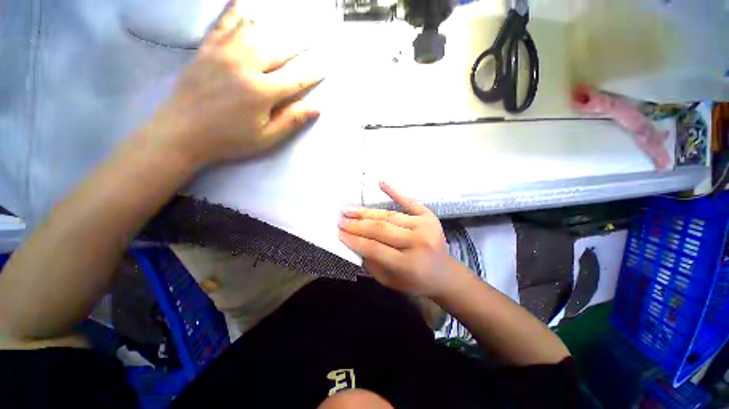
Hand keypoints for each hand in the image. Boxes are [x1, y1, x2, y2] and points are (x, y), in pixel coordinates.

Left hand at [146, 0, 323, 167]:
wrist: (181, 133)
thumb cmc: (228, 139)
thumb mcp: (265, 138)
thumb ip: (290, 121)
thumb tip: (315, 108)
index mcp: (261, 92)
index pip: (295, 80)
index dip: (311, 75)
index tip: (323, 68)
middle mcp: (244, 66)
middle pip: (278, 50)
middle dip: (298, 44)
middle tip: (311, 39)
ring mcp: (223, 54)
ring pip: (254, 31)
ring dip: (273, 26)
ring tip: (287, 23)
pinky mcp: (206, 50)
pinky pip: (222, 24)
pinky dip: (234, 12)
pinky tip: (244, 4)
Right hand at [338, 182, 458, 296]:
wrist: (445, 273)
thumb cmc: (415, 281)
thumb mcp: (390, 280)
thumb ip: (371, 261)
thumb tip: (354, 241)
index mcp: (408, 264)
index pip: (374, 248)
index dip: (354, 240)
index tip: (339, 233)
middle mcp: (418, 242)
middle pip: (381, 229)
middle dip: (357, 224)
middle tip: (341, 220)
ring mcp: (425, 226)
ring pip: (389, 216)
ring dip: (367, 212)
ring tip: (349, 209)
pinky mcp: (429, 216)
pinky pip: (409, 201)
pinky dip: (394, 191)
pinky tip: (381, 183)